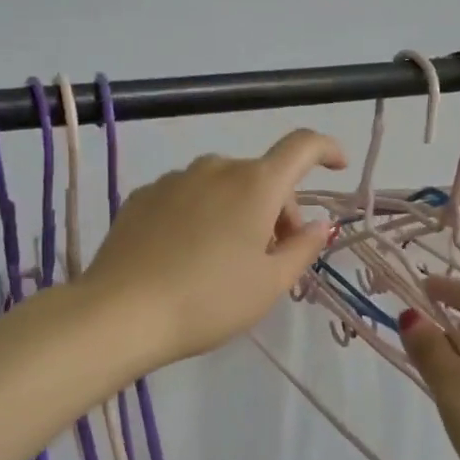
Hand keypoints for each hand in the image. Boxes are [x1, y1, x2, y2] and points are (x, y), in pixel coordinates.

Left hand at [83, 129, 346, 367]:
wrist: (122, 313)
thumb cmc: (210, 300)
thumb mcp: (269, 284)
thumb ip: (302, 249)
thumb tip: (320, 225)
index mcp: (255, 184)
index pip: (302, 147)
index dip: (326, 150)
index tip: (337, 167)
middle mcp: (215, 168)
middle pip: (261, 176)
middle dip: (278, 209)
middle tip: (273, 256)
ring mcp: (174, 180)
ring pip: (222, 185)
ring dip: (238, 210)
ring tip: (227, 259)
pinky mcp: (142, 196)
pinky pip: (187, 196)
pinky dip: (201, 214)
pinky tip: (187, 254)